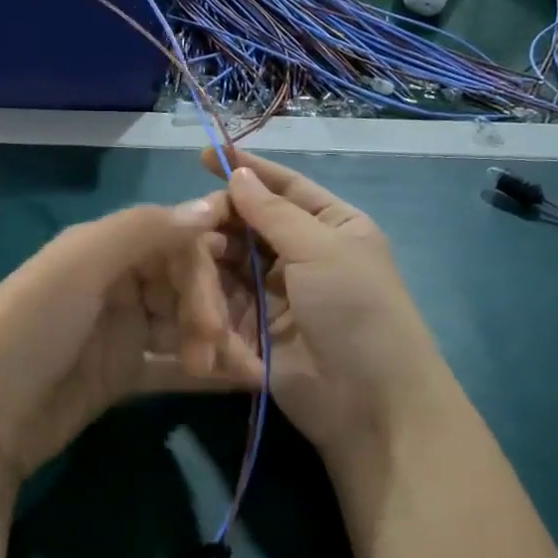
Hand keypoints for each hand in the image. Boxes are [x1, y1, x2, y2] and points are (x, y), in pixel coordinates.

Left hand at [0, 196, 262, 485]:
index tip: (234, 288)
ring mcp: (120, 329)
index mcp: (103, 247)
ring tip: (242, 370)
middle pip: (183, 282)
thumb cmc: (31, 326)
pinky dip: (206, 371)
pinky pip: (173, 364)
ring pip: (183, 323)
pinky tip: (242, 381)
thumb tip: (208, 206)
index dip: (203, 264)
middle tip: (215, 346)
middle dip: (208, 309)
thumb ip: (143, 231)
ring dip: (215, 342)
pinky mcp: (123, 373)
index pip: (173, 239)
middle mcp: (115, 281)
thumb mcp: (80, 265)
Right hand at [204, 151, 455, 480]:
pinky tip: (189, 284)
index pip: (285, 187)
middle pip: (250, 224)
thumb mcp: (321, 249)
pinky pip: (224, 298)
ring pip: (231, 260)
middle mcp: (303, 254)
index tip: (206, 155)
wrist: (368, 402)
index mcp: (332, 226)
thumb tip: (238, 177)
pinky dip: (208, 292)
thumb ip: (273, 213)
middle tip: (191, 218)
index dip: (248, 171)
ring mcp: (276, 293)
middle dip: (222, 219)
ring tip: (189, 252)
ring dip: (211, 255)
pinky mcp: (253, 328)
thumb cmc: (356, 310)